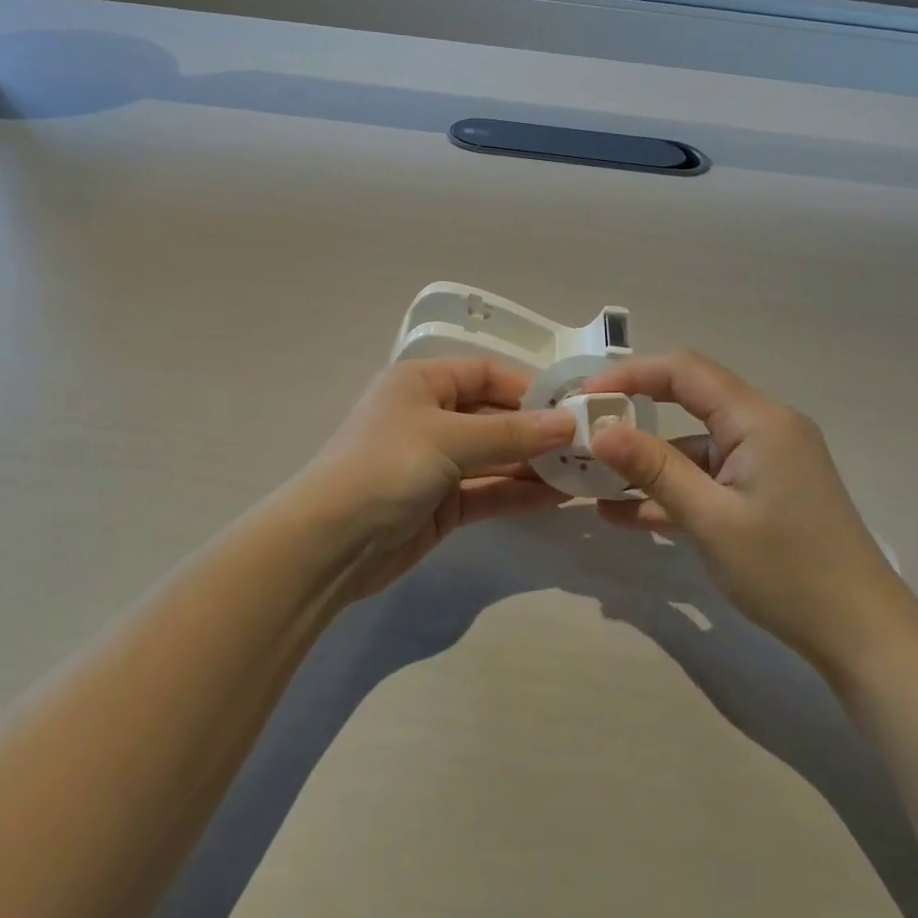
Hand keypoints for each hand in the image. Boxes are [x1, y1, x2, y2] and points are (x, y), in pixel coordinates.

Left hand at [289, 357, 575, 600]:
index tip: (572, 407)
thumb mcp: (448, 439)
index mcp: (421, 382)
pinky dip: (519, 493)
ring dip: (534, 464)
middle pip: (494, 416)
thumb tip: (568, 423)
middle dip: (537, 430)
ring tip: (583, 471)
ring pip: (495, 457)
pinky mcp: (442, 504)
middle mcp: (430, 416)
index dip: (528, 388)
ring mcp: (437, 463)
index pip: (486, 374)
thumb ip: (511, 433)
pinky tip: (558, 497)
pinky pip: (488, 491)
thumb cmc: (385, 467)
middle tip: (588, 444)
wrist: (329, 544)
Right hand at [583, 351, 906, 670]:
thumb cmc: (787, 570)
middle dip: (635, 413)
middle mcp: (766, 427)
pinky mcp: (766, 490)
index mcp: (759, 419)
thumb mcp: (710, 519)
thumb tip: (599, 430)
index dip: (631, 374)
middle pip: (689, 401)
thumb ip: (653, 469)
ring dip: (650, 461)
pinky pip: (711, 476)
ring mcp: (768, 460)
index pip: (685, 371)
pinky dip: (675, 488)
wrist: (863, 634)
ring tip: (594, 479)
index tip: (585, 395)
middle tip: (586, 430)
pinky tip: (627, 513)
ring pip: (696, 444)